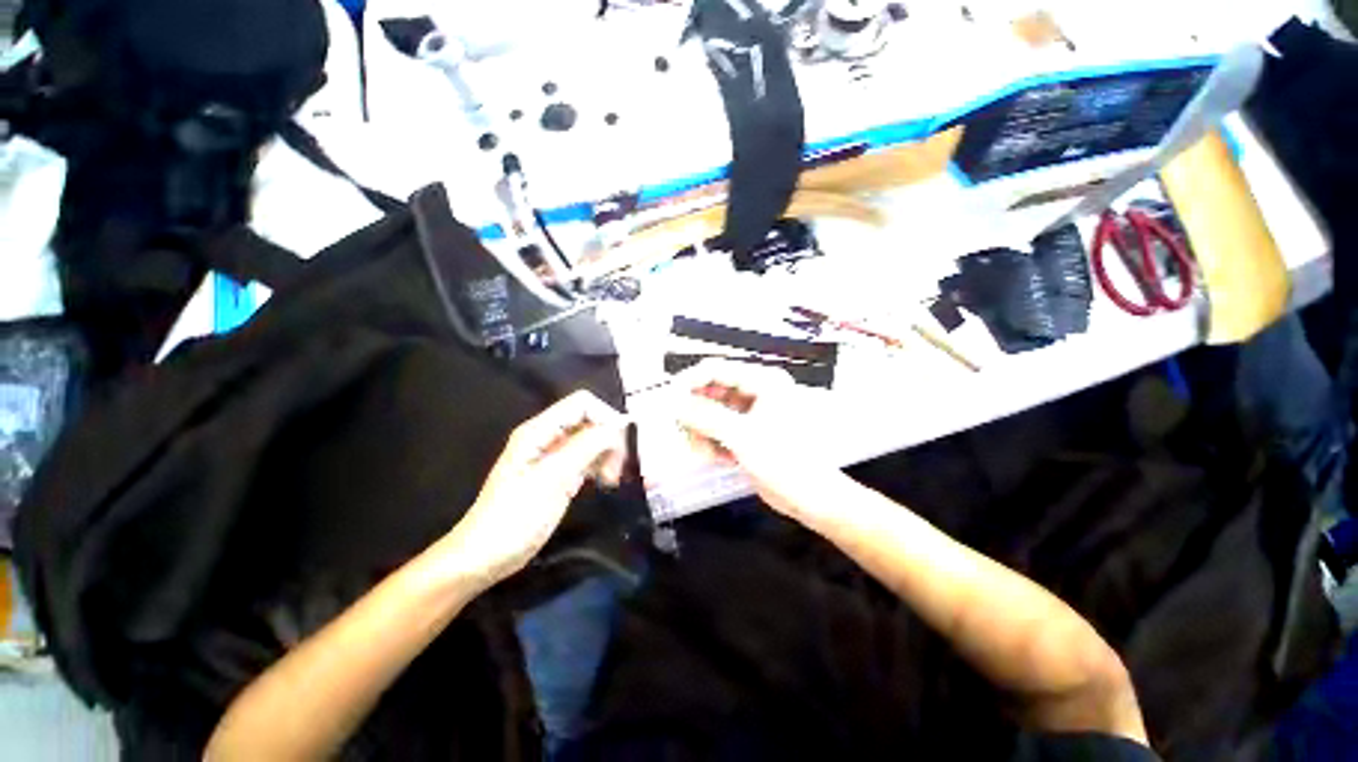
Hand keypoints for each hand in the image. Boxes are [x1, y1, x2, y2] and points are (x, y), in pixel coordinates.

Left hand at [438, 391, 627, 588]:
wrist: (484, 557)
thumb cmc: (515, 518)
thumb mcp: (553, 479)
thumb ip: (586, 447)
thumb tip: (617, 425)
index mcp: (539, 430)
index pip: (582, 403)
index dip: (605, 416)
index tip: (621, 445)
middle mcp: (546, 437)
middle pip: (588, 421)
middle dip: (607, 439)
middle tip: (616, 469)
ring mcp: (552, 456)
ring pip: (590, 440)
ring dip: (605, 454)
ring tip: (611, 480)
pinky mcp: (557, 474)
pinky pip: (584, 459)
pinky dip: (598, 466)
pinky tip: (604, 482)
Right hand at [670, 360, 841, 520]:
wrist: (810, 499)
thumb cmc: (785, 462)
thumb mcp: (742, 436)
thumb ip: (705, 416)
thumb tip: (674, 403)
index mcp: (764, 381)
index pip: (717, 369)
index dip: (689, 382)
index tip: (668, 400)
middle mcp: (756, 391)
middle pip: (710, 391)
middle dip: (695, 414)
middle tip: (683, 432)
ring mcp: (750, 412)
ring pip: (710, 412)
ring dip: (701, 432)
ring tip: (705, 453)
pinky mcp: (746, 431)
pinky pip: (717, 428)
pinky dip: (711, 442)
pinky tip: (718, 458)